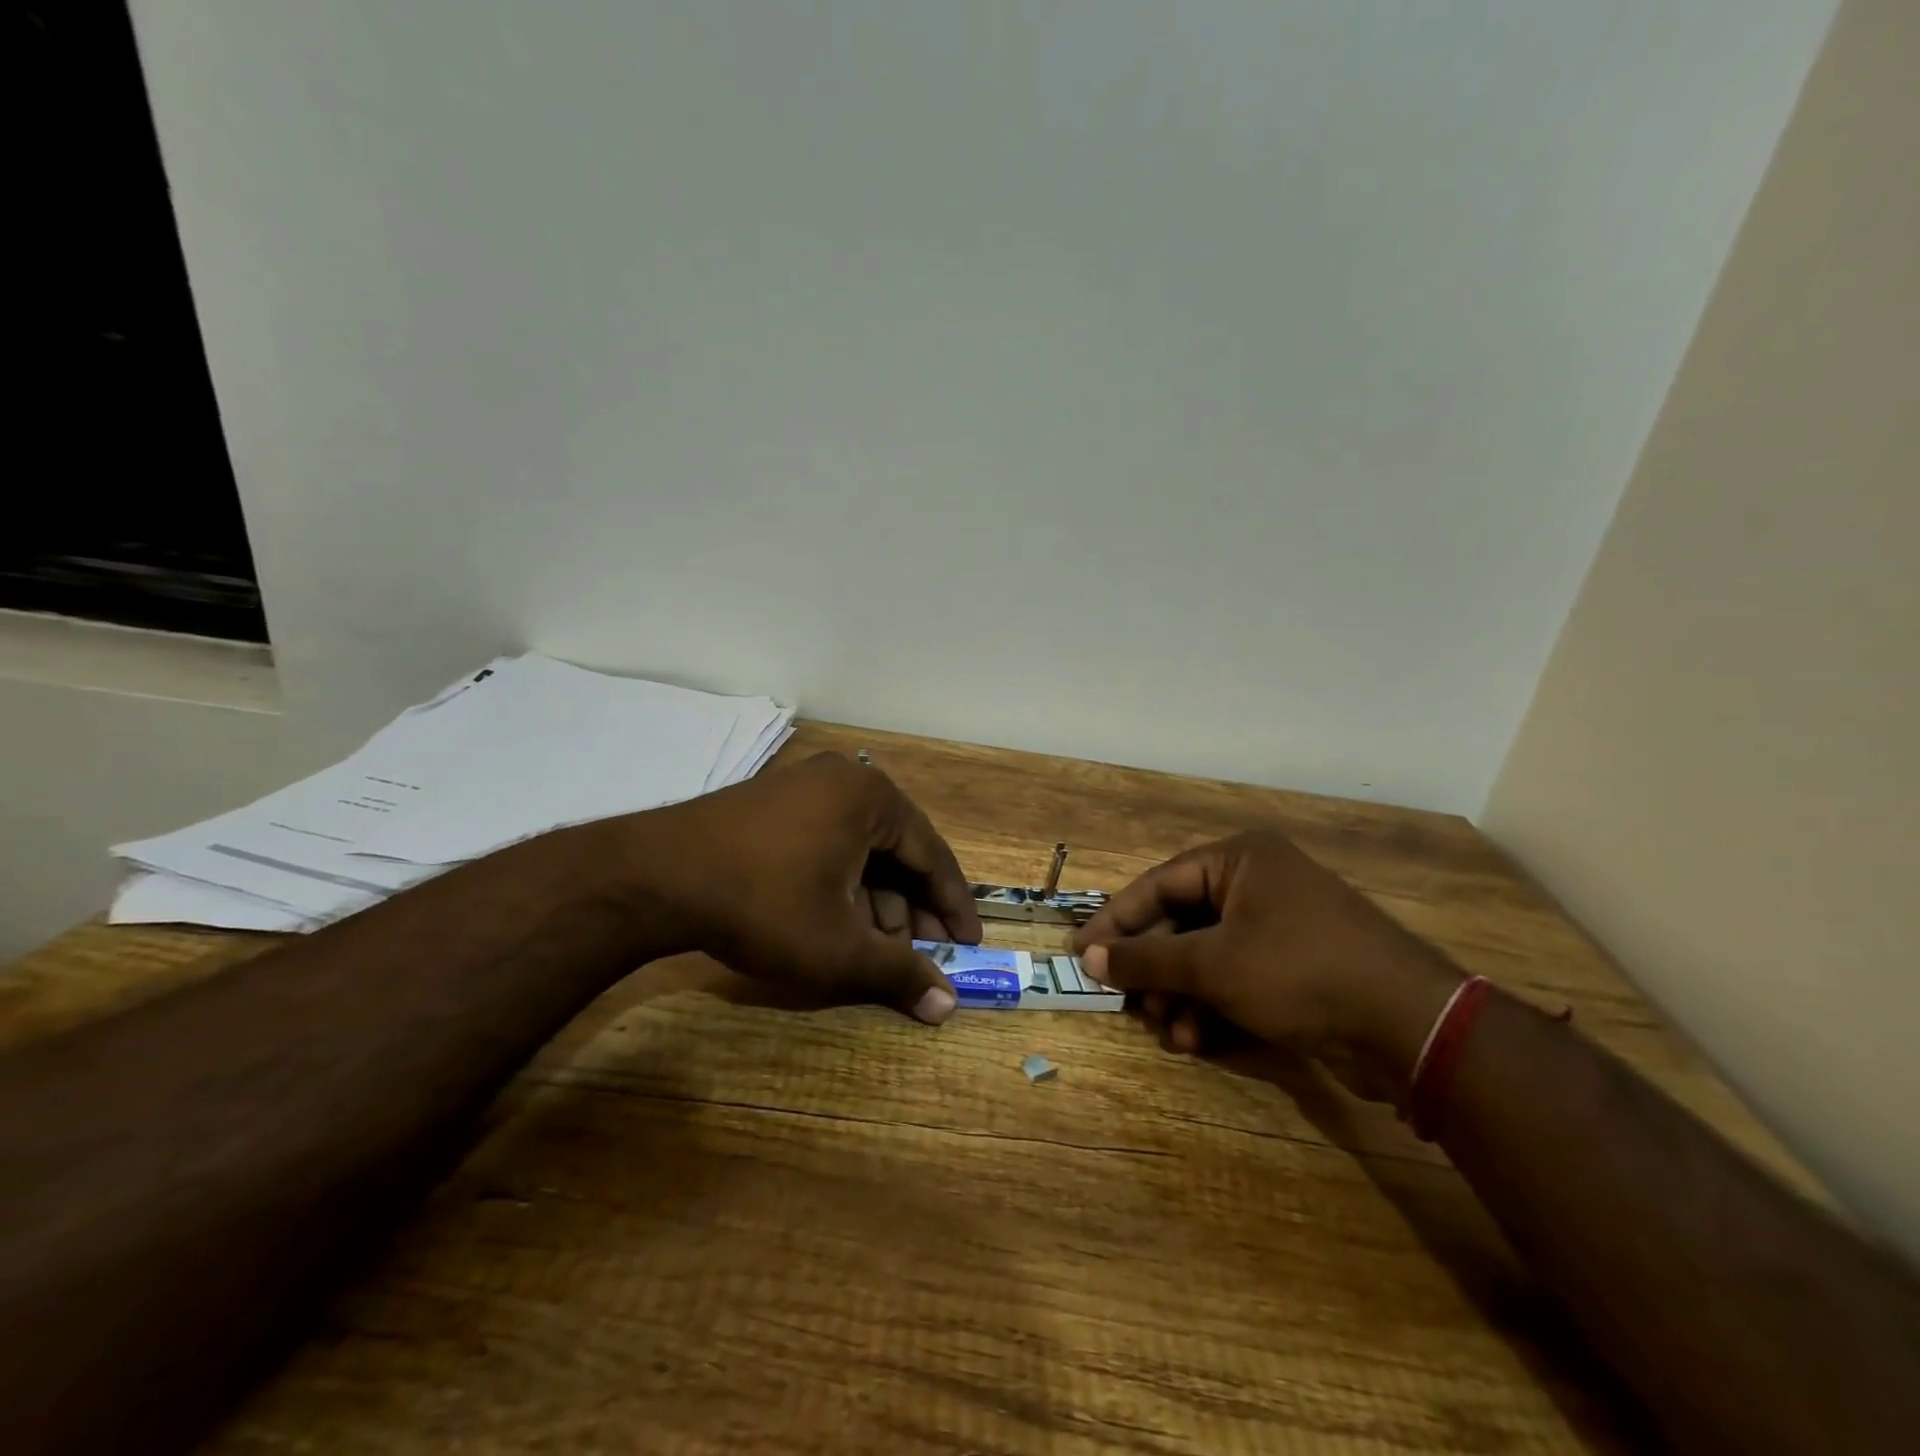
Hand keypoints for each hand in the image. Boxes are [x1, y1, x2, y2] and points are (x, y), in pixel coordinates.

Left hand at [625, 752, 983, 1023]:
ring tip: (876, 948)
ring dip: (875, 900)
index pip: (932, 855)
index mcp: (873, 798)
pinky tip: (836, 921)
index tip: (968, 944)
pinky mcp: (772, 801)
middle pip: (896, 851)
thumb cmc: (764, 905)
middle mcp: (845, 781)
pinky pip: (827, 841)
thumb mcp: (837, 948)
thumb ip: (898, 974)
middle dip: (911, 908)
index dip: (952, 906)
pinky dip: (841, 883)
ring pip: (860, 849)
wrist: (655, 877)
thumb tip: (947, 1007)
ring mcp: (804, 786)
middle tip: (922, 954)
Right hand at [1071, 831, 1459, 1097]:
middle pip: (1182, 922)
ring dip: (1182, 995)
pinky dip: (1213, 1005)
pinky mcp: (1296, 964)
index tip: (1081, 953)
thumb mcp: (1213, 965)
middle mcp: (1257, 883)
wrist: (1410, 1026)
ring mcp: (1279, 924)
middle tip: (1128, 1003)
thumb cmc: (1299, 972)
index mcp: (1238, 860)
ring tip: (1169, 1032)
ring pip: (1207, 955)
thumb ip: (1147, 959)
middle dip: (1155, 969)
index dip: (1116, 921)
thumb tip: (1089, 957)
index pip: (1158, 884)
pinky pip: (1236, 976)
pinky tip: (1198, 1040)